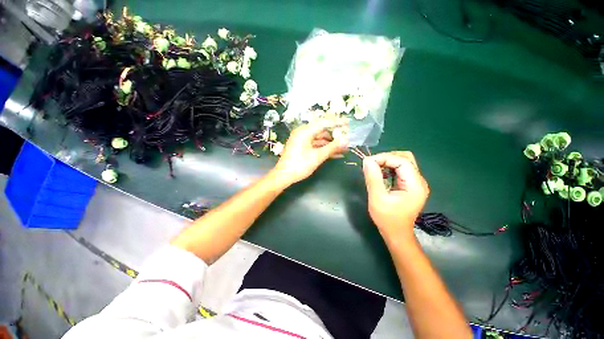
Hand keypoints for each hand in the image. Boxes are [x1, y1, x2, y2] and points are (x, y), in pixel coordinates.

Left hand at [271, 119, 348, 186]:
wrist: (283, 176)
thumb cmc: (299, 165)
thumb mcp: (317, 156)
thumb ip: (332, 147)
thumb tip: (346, 140)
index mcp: (305, 131)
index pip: (323, 122)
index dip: (337, 122)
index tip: (348, 123)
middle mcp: (303, 133)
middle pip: (322, 130)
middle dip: (335, 135)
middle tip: (347, 138)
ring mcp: (302, 140)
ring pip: (320, 139)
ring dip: (331, 143)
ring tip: (344, 148)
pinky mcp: (302, 147)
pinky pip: (316, 145)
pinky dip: (324, 148)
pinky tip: (336, 153)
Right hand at [362, 151, 428, 237]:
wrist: (396, 234)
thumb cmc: (387, 218)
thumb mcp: (377, 198)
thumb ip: (373, 178)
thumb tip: (367, 160)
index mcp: (415, 185)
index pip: (402, 161)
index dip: (384, 157)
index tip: (368, 162)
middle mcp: (419, 181)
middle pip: (405, 158)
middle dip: (387, 158)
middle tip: (372, 164)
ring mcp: (415, 183)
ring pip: (403, 162)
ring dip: (387, 162)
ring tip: (374, 168)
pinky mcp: (410, 185)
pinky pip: (400, 170)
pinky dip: (389, 168)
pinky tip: (380, 174)